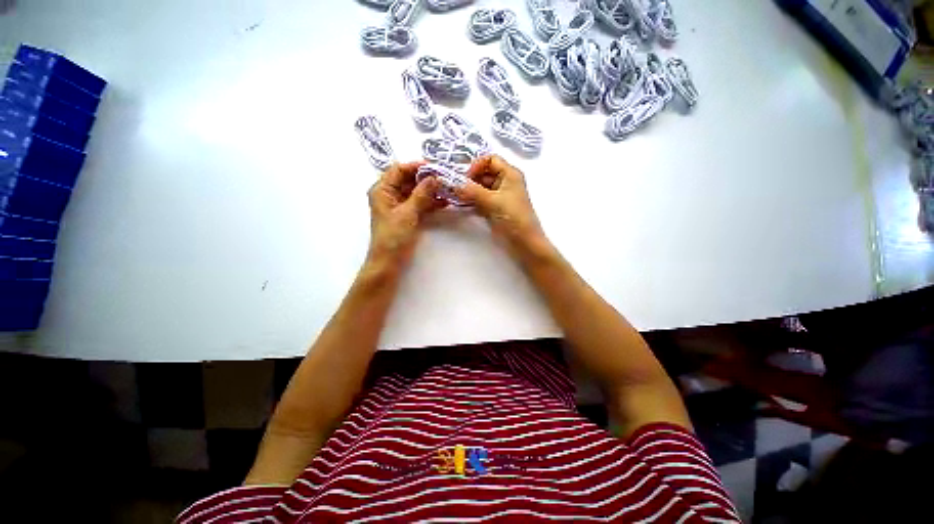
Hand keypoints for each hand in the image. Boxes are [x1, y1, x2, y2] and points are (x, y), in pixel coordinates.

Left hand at [367, 162, 439, 269]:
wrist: (389, 261)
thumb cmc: (393, 237)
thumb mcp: (407, 213)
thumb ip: (421, 194)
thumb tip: (434, 178)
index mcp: (382, 190)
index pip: (399, 169)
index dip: (417, 167)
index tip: (435, 167)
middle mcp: (390, 194)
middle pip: (409, 179)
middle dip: (427, 179)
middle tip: (445, 178)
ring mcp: (400, 205)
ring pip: (417, 191)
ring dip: (431, 190)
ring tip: (448, 189)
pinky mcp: (408, 214)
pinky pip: (421, 203)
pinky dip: (431, 202)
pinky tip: (445, 201)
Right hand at [455, 155, 548, 256]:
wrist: (524, 242)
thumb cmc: (513, 217)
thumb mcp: (492, 201)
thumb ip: (471, 191)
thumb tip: (452, 183)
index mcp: (510, 174)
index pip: (490, 160)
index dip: (476, 166)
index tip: (465, 179)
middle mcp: (505, 182)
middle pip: (483, 173)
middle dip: (469, 180)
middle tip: (455, 189)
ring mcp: (500, 196)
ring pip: (480, 187)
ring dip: (469, 191)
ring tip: (456, 197)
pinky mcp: (495, 208)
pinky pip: (481, 199)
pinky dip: (472, 201)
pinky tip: (462, 205)